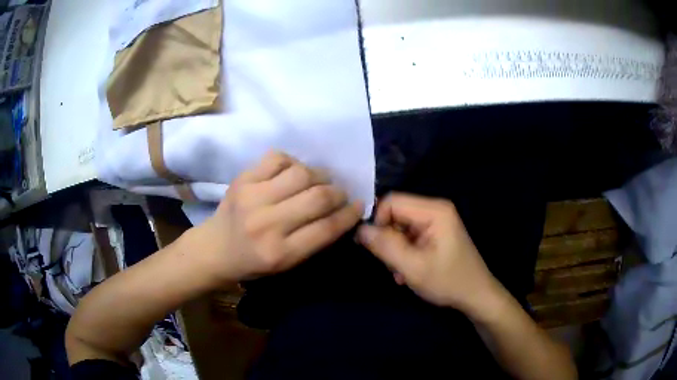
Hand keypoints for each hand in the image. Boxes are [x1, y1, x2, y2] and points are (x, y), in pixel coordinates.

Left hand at [193, 151, 362, 283]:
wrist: (214, 248)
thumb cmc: (253, 262)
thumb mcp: (286, 265)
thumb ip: (314, 241)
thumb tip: (342, 212)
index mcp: (280, 253)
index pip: (326, 228)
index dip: (349, 214)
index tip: (358, 205)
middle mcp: (267, 224)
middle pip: (318, 197)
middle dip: (338, 192)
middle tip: (340, 193)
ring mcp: (252, 197)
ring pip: (301, 173)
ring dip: (319, 175)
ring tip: (319, 181)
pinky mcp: (242, 179)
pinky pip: (278, 158)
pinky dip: (292, 162)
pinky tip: (293, 172)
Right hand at [357, 193, 501, 315]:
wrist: (476, 296)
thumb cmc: (448, 281)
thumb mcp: (413, 267)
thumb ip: (385, 246)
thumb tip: (360, 229)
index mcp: (434, 210)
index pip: (391, 202)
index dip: (378, 222)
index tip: (377, 249)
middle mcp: (435, 209)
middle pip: (396, 214)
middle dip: (388, 240)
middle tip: (393, 265)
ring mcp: (437, 221)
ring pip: (400, 227)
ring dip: (395, 250)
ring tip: (402, 272)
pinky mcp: (436, 233)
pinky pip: (410, 236)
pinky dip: (404, 253)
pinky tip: (409, 271)